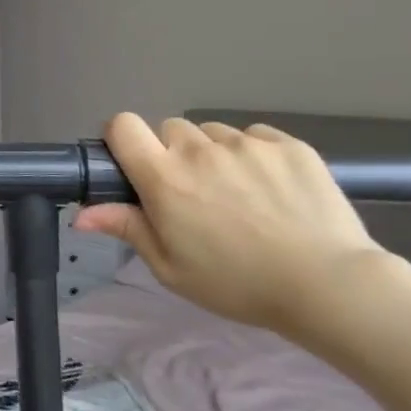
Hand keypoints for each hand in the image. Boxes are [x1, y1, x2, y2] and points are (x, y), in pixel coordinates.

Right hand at [74, 114, 383, 332]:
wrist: (330, 285)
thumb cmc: (237, 283)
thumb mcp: (170, 267)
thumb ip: (127, 228)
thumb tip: (81, 214)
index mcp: (164, 177)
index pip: (122, 125)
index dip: (121, 138)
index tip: (132, 162)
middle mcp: (200, 150)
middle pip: (170, 129)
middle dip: (172, 153)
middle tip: (191, 191)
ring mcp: (247, 144)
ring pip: (214, 133)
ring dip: (214, 154)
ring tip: (238, 192)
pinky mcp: (290, 145)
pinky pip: (256, 137)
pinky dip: (254, 154)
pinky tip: (271, 188)